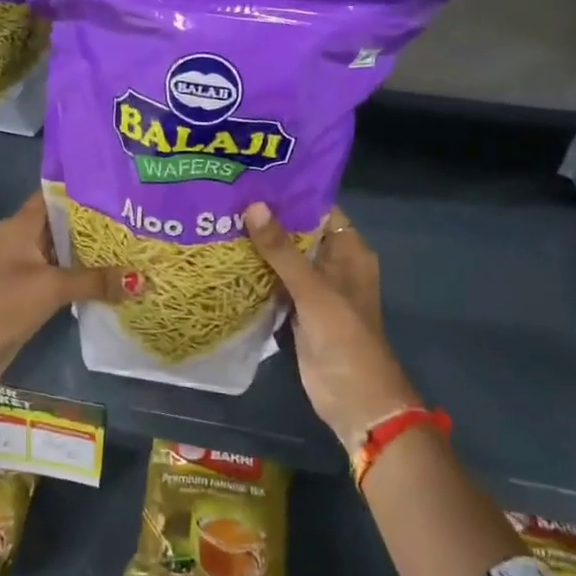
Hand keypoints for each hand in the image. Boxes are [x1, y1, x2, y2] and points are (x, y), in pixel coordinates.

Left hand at [0, 192, 139, 367]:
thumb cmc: (9, 302)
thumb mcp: (55, 287)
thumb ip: (96, 280)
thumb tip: (140, 280)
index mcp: (22, 224)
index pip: (54, 195)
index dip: (83, 190)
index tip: (117, 191)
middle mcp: (22, 236)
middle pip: (62, 221)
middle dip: (94, 222)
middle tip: (132, 219)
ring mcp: (24, 262)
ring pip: (63, 247)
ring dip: (89, 249)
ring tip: (128, 244)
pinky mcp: (29, 285)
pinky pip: (60, 269)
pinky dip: (81, 270)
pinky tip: (108, 274)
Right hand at [244, 203, 419, 442]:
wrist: (354, 398)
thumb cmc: (344, 336)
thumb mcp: (313, 289)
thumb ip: (281, 250)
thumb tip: (252, 206)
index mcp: (349, 251)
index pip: (320, 210)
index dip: (291, 194)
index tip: (255, 177)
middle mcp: (333, 265)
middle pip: (299, 233)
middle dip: (268, 218)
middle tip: (228, 195)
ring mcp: (315, 290)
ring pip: (285, 259)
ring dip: (259, 246)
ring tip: (220, 219)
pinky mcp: (297, 312)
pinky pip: (276, 284)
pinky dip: (257, 273)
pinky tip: (226, 258)